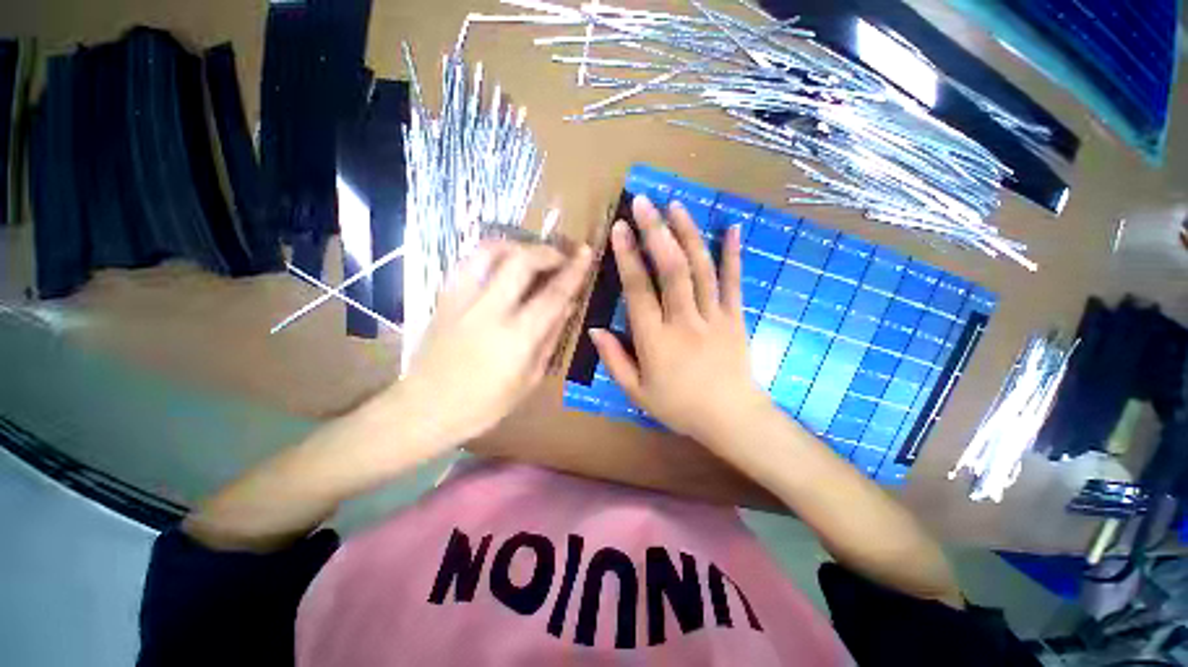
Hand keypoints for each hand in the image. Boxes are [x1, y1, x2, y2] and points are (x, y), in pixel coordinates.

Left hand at [393, 240, 590, 448]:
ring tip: (531, 255)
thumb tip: (568, 305)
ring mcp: (462, 300)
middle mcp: (490, 311)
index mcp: (517, 338)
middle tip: (561, 257)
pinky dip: (491, 254)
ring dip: (517, 245)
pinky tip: (501, 264)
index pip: (552, 294)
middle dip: (547, 251)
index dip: (573, 271)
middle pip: (522, 261)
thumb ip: (550, 338)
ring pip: (490, 251)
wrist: (424, 408)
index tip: (586, 253)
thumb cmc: (484, 404)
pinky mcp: (444, 297)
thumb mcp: (529, 379)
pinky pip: (469, 261)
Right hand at [590, 195, 768, 444]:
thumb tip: (593, 329)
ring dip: (687, 233)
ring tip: (676, 205)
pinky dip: (733, 253)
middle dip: (656, 231)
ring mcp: (714, 316)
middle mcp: (684, 321)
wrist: (731, 418)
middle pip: (671, 269)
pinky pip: (734, 281)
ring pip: (701, 268)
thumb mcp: (637, 392)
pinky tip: (731, 227)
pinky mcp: (736, 317)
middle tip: (643, 202)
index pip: (638, 290)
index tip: (619, 228)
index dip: (627, 257)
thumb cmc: (679, 407)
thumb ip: (614, 359)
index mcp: (656, 340)